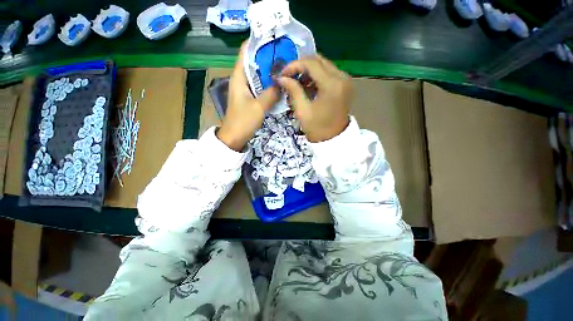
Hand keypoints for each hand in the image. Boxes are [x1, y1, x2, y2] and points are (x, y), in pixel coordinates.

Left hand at [217, 43, 279, 150]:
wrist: (235, 137)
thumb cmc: (243, 121)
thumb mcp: (259, 107)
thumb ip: (271, 94)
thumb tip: (283, 82)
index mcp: (239, 77)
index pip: (246, 52)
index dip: (257, 43)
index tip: (273, 38)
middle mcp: (241, 80)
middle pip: (254, 62)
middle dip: (267, 57)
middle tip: (285, 54)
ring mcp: (246, 89)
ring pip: (258, 75)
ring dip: (269, 71)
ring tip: (285, 66)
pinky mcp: (250, 98)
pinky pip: (261, 86)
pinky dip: (269, 84)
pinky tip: (279, 84)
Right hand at [277, 55, 352, 141]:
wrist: (333, 139)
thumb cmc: (317, 128)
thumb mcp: (302, 110)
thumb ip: (293, 90)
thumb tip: (281, 77)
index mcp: (332, 85)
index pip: (311, 63)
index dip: (294, 65)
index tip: (283, 74)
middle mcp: (342, 77)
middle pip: (319, 60)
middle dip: (301, 66)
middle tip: (289, 77)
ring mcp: (346, 80)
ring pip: (324, 65)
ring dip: (309, 71)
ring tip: (298, 84)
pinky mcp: (345, 84)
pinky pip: (329, 73)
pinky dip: (317, 76)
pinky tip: (309, 87)